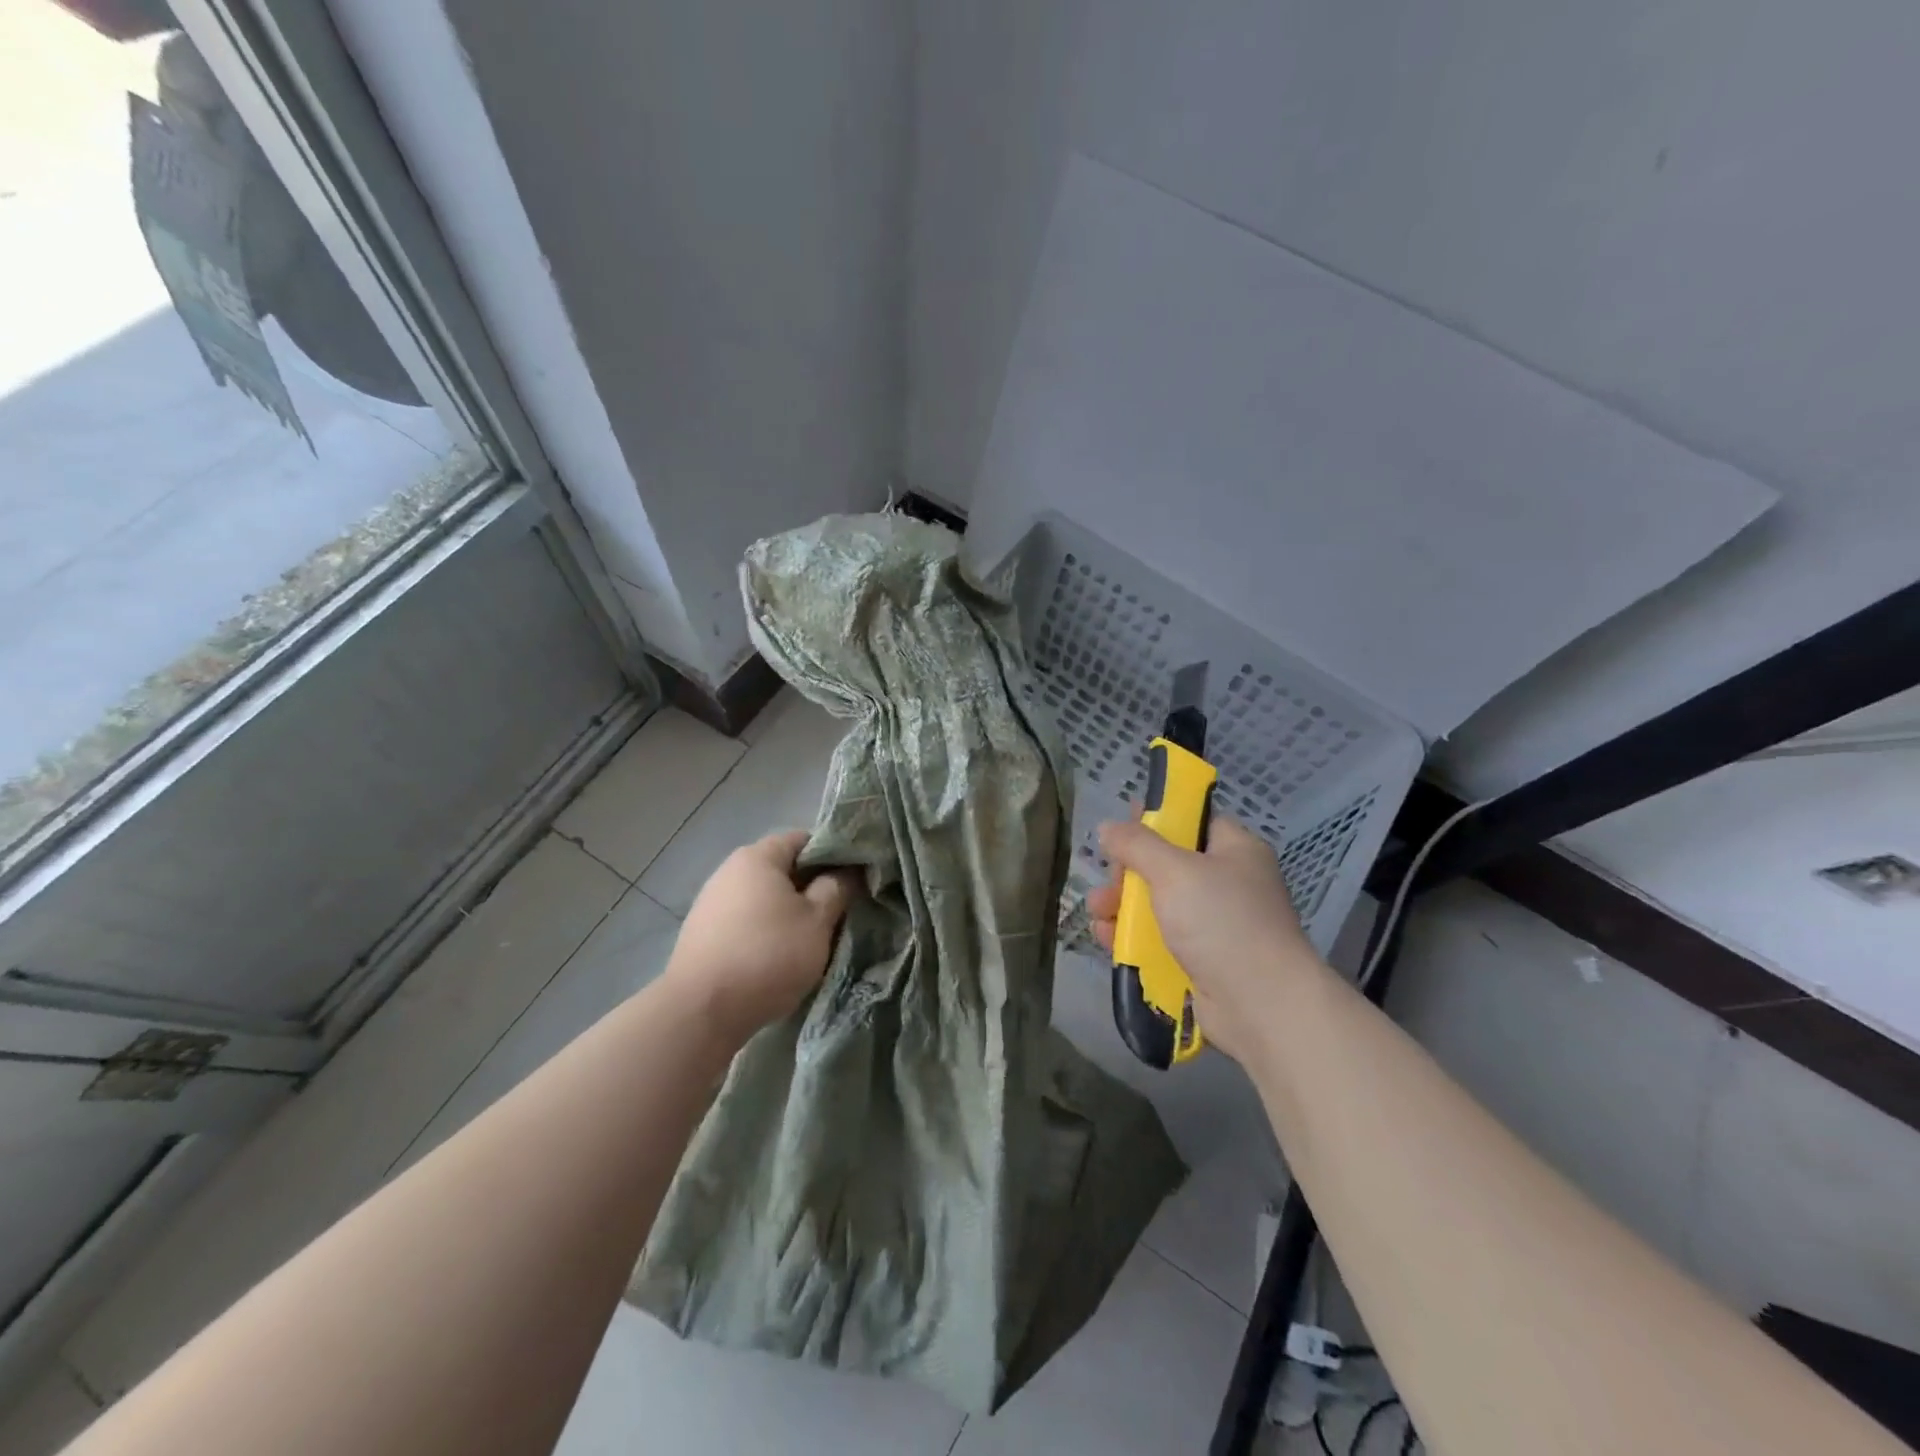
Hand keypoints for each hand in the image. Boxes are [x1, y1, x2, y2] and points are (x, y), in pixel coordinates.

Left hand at [665, 830, 857, 1046]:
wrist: (701, 1011)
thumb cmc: (768, 955)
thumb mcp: (817, 921)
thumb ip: (836, 889)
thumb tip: (844, 873)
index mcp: (757, 857)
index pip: (803, 839)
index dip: (832, 855)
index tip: (852, 880)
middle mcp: (729, 871)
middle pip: (781, 869)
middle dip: (810, 888)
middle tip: (836, 914)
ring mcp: (710, 903)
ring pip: (763, 899)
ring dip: (787, 914)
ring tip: (809, 941)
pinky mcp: (701, 935)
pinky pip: (745, 923)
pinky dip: (764, 933)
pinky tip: (776, 959)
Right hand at [1088, 816, 1322, 1062]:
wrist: (1261, 1005)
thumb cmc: (1222, 922)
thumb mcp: (1175, 871)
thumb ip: (1137, 844)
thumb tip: (1107, 827)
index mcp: (1235, 851)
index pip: (1192, 823)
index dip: (1155, 822)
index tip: (1121, 830)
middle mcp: (1228, 883)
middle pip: (1167, 865)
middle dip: (1129, 872)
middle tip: (1109, 882)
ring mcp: (1215, 925)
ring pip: (1158, 904)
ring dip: (1123, 906)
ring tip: (1096, 912)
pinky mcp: (1201, 960)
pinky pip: (1159, 939)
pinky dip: (1133, 937)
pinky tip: (1106, 938)